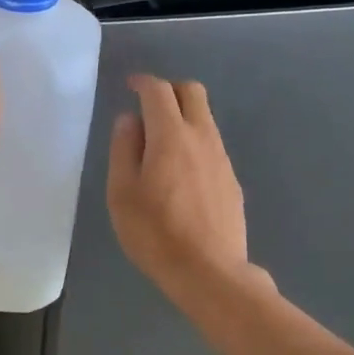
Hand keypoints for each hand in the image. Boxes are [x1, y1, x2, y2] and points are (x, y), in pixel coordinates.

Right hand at [107, 74, 265, 307]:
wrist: (209, 272)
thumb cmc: (155, 233)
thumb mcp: (122, 193)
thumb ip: (124, 150)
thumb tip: (129, 120)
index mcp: (171, 136)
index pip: (158, 91)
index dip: (142, 82)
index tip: (129, 86)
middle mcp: (201, 137)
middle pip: (192, 92)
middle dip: (169, 89)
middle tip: (148, 106)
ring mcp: (221, 158)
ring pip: (205, 118)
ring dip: (183, 116)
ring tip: (159, 143)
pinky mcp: (231, 179)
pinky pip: (211, 145)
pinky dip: (193, 141)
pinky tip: (179, 172)